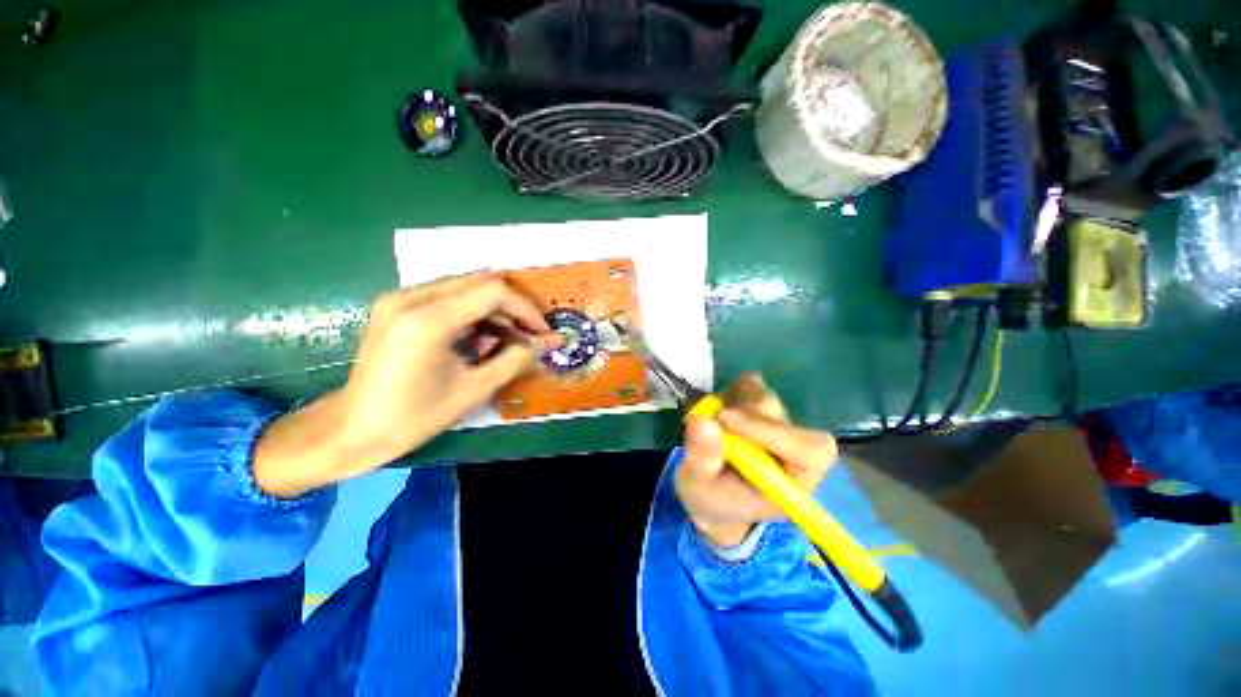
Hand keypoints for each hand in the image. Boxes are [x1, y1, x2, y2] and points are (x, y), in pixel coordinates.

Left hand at [254, 273, 557, 497]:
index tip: (542, 332)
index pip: (493, 292)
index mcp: (428, 320)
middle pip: (481, 281)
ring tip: (509, 338)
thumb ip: (515, 360)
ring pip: (466, 286)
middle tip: (531, 333)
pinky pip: (448, 296)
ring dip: (495, 308)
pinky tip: (480, 337)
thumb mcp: (473, 391)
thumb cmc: (413, 418)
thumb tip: (546, 344)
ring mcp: (400, 298)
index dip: (525, 309)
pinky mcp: (396, 306)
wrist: (351, 430)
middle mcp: (411, 298)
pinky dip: (473, 311)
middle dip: (513, 306)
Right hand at [675, 373, 837, 547]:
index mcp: (794, 481)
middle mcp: (794, 449)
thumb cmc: (711, 498)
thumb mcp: (698, 488)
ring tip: (711, 421)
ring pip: (764, 396)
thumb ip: (702, 459)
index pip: (807, 450)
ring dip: (732, 403)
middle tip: (709, 418)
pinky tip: (718, 410)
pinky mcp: (762, 406)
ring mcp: (779, 423)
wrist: (711, 491)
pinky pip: (751, 384)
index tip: (724, 419)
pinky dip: (730, 391)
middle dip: (740, 415)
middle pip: (780, 416)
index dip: (770, 430)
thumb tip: (702, 421)